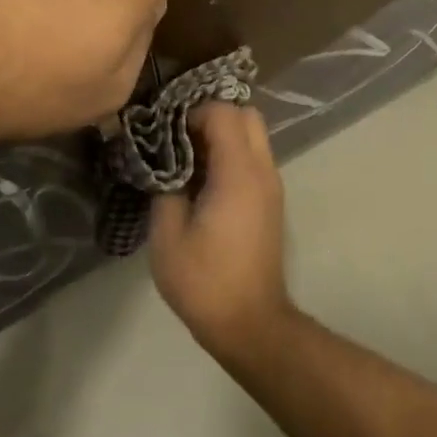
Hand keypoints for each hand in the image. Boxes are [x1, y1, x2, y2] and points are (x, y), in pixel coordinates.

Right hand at [149, 103, 292, 359]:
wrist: (250, 323)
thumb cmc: (204, 281)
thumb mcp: (167, 235)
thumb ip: (165, 188)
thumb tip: (165, 165)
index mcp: (239, 173)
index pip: (224, 113)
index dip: (192, 113)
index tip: (165, 133)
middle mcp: (263, 171)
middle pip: (247, 115)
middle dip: (212, 117)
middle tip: (179, 140)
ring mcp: (272, 186)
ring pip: (254, 136)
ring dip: (223, 136)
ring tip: (187, 161)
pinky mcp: (271, 202)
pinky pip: (254, 159)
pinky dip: (231, 155)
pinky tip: (203, 182)